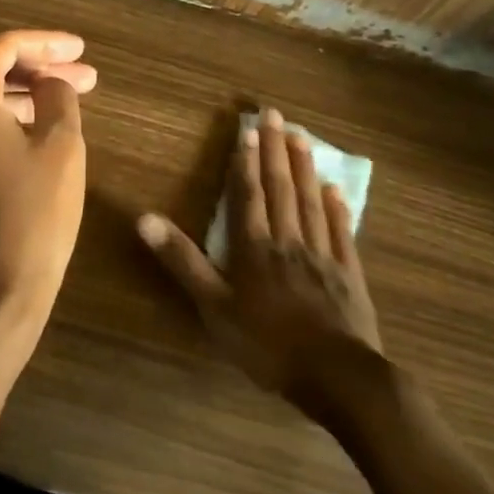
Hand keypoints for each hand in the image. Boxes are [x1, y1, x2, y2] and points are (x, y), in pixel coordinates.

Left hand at [0, 30, 96, 356]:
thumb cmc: (32, 217)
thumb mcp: (60, 148)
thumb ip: (57, 98)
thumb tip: (50, 84)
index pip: (0, 47)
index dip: (45, 42)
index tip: (81, 50)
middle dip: (39, 69)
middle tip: (85, 78)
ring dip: (23, 97)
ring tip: (67, 104)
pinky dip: (4, 124)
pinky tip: (37, 135)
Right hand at [136, 107, 382, 416]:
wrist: (338, 378)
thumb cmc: (268, 344)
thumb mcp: (214, 307)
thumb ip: (182, 261)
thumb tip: (145, 219)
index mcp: (255, 248)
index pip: (248, 195)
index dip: (246, 162)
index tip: (247, 129)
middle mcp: (288, 241)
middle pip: (281, 188)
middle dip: (275, 150)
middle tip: (276, 115)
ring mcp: (323, 255)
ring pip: (310, 202)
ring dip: (304, 168)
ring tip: (301, 137)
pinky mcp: (349, 274)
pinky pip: (340, 231)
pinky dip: (336, 207)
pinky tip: (334, 189)